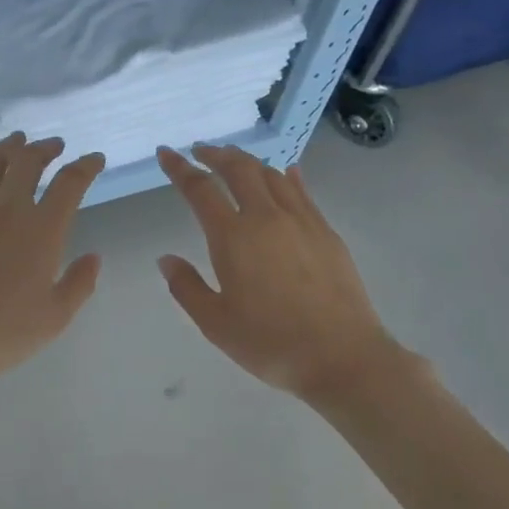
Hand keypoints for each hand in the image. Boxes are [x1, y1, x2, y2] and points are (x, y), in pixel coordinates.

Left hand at [0, 134, 103, 392]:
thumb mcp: (54, 318)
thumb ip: (79, 284)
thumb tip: (94, 256)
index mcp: (41, 229)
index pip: (70, 183)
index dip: (86, 166)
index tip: (95, 159)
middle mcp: (7, 207)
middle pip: (28, 160)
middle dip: (45, 148)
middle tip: (54, 146)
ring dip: (9, 146)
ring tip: (18, 141)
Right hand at [156, 145, 407, 401]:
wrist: (342, 357)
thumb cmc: (271, 343)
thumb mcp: (215, 323)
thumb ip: (186, 287)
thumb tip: (166, 259)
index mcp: (233, 237)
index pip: (200, 189)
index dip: (179, 168)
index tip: (166, 153)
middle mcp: (266, 217)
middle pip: (239, 168)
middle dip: (216, 154)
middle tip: (200, 151)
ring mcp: (301, 221)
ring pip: (271, 174)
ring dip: (248, 161)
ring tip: (234, 160)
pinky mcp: (326, 232)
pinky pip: (301, 191)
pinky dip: (286, 176)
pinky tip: (285, 173)